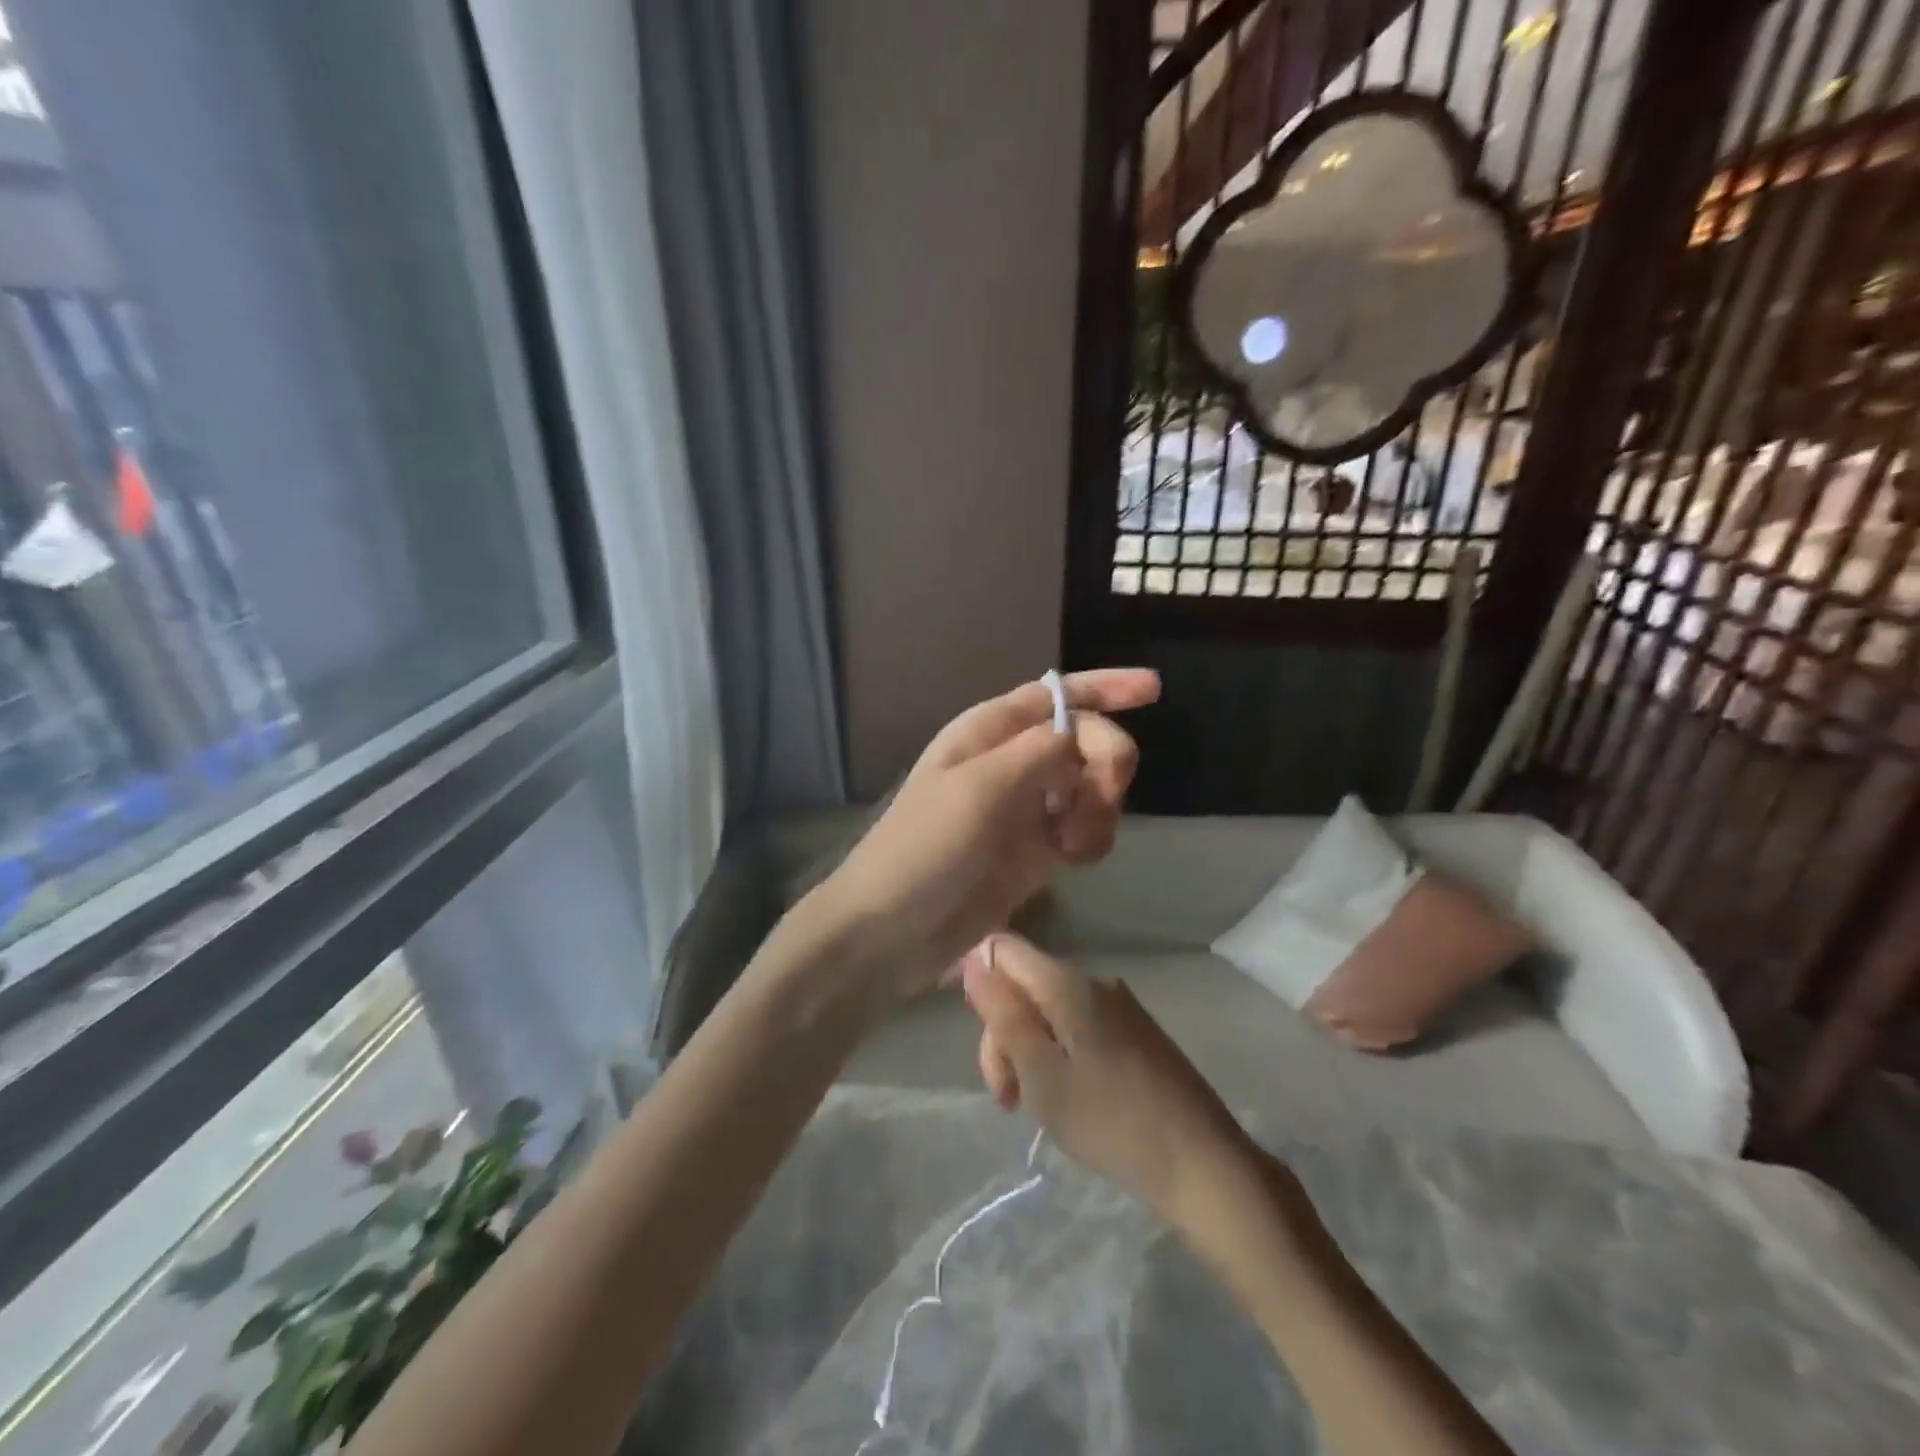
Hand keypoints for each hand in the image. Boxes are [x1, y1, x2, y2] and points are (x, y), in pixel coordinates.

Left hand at [812, 669, 1157, 1002]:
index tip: (1155, 688)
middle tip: (1102, 796)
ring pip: (1092, 787)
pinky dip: (1092, 840)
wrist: (893, 930)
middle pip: (1085, 740)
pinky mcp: (1035, 852)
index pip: (1056, 695)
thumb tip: (1080, 734)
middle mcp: (1011, 762)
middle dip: (1106, 762)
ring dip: (1100, 809)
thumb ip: (1038, 752)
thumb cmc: (925, 848)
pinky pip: (1085, 830)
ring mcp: (1025, 808)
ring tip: (1073, 844)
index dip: (1106, 687)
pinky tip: (1073, 862)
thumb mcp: (979, 787)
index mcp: (989, 732)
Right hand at [959, 933, 1256, 1220]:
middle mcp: (1093, 980)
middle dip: (1003, 1032)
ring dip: (1029, 1049)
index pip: (1002, 948)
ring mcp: (1118, 1005)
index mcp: (1066, 982)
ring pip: (1049, 1009)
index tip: (972, 1031)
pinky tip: (1067, 1097)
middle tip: (1007, 1097)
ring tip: (1036, 1105)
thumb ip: (1003, 1014)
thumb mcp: (1040, 1073)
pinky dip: (1058, 1054)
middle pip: (1024, 984)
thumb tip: (974, 961)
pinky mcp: (1135, 1031)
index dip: (975, 976)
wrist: (1201, 1161)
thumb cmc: (1110, 1120)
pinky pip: (1077, 1025)